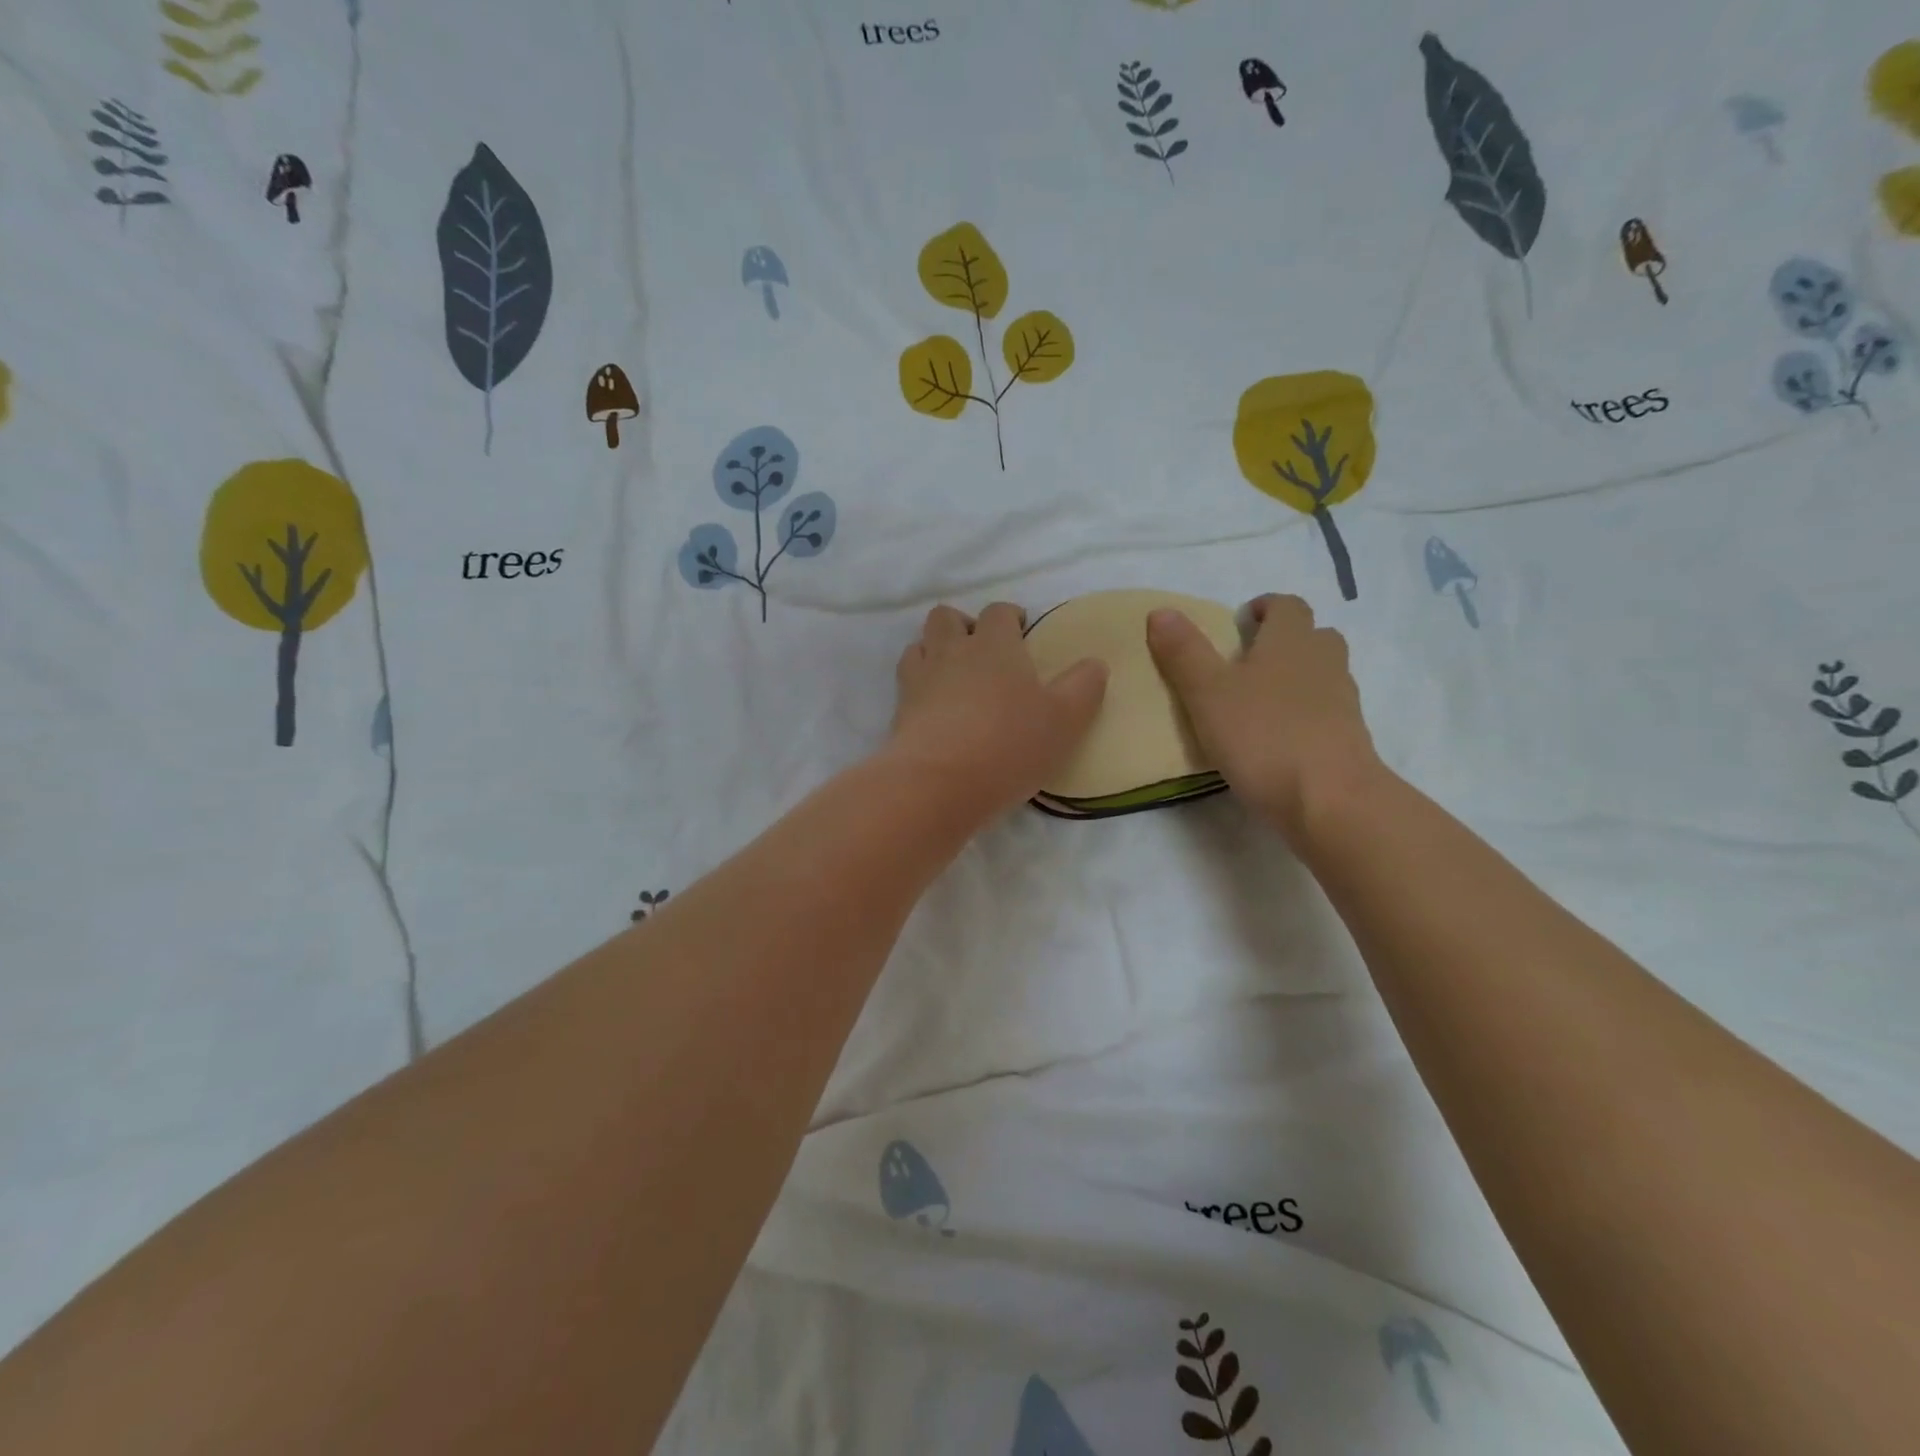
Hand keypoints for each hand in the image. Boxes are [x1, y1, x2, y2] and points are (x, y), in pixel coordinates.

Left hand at [886, 602, 1107, 823]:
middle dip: (964, 625)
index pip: (998, 612)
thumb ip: (1084, 687)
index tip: (1020, 632)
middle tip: (982, 652)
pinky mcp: (899, 710)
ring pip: (920, 645)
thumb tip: (1095, 664)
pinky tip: (934, 707)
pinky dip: (919, 684)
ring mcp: (919, 679)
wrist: (938, 783)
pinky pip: (906, 682)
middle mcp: (952, 651)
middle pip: (947, 617)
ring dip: (935, 651)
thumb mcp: (1065, 720)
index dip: (1009, 617)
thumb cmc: (1010, 745)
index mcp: (994, 645)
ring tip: (954, 677)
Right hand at [1147, 594, 1380, 842]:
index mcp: (1291, 641)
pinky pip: (1327, 712)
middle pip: (1313, 636)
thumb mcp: (1207, 694)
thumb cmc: (1263, 737)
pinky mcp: (1349, 739)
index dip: (1265, 607)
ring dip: (1297, 677)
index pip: (1287, 606)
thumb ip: (1184, 653)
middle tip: (1248, 661)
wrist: (1330, 801)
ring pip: (1323, 674)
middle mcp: (1324, 662)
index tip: (1241, 622)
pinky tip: (1278, 739)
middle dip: (1284, 640)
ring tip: (1259, 702)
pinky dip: (1305, 714)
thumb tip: (1161, 611)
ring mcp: (1343, 702)